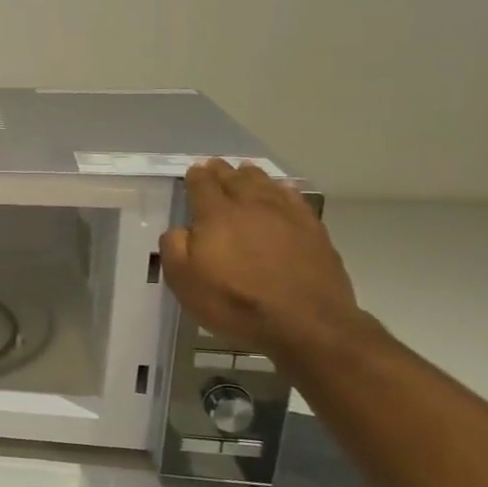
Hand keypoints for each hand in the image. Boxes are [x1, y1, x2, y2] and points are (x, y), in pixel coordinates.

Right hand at [158, 159, 363, 360]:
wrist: (305, 322)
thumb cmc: (235, 302)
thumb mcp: (184, 281)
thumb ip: (174, 248)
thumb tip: (180, 230)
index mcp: (216, 215)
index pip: (202, 185)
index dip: (196, 176)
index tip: (193, 171)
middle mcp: (251, 206)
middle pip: (235, 179)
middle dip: (222, 170)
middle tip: (215, 164)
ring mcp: (286, 216)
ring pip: (266, 184)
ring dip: (252, 175)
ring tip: (246, 170)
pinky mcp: (313, 231)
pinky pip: (295, 199)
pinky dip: (284, 190)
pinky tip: (283, 190)